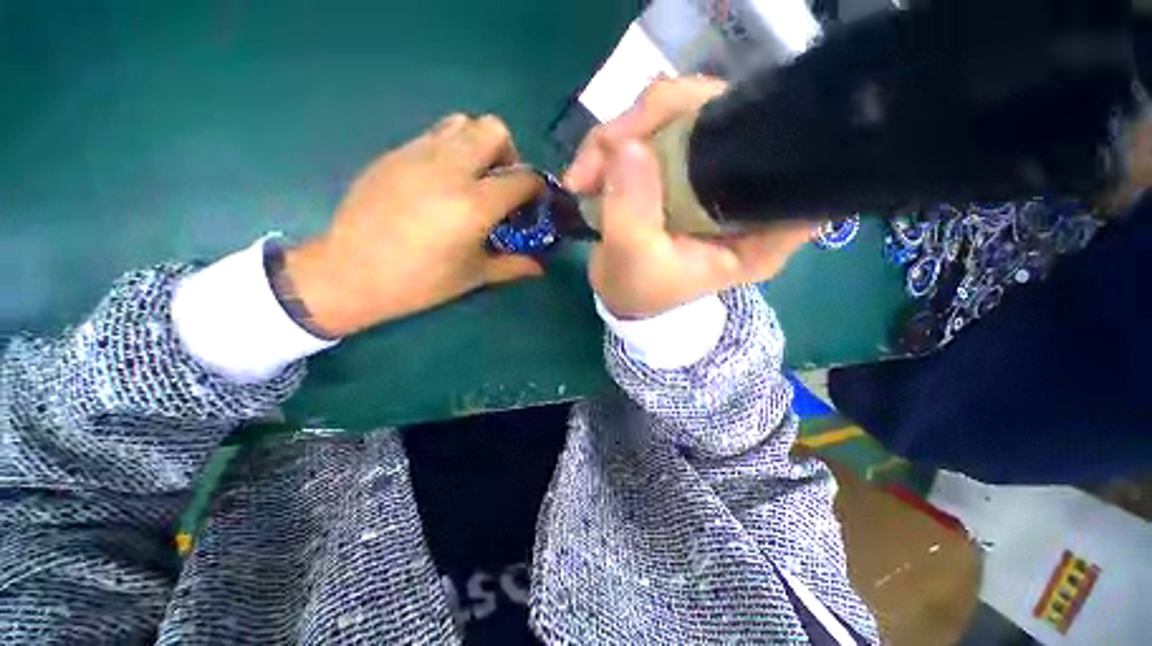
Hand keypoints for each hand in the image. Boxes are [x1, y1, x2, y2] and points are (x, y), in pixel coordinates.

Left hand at [284, 114, 544, 336]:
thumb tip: (541, 267)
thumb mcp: (473, 276)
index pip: (522, 178)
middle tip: (501, 184)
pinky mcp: (394, 153)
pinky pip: (433, 134)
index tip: (534, 202)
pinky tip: (441, 181)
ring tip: (472, 177)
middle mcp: (450, 169)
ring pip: (462, 122)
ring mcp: (418, 155)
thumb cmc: (419, 282)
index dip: (536, 188)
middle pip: (494, 129)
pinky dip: (450, 148)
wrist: (350, 272)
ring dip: (478, 144)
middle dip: (509, 154)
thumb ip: (513, 266)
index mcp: (474, 204)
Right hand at [564, 77, 812, 319]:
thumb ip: (632, 211)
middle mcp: (744, 188)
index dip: (755, 127)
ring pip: (680, 110)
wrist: (619, 293)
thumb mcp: (635, 261)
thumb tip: (626, 145)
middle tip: (606, 150)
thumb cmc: (638, 289)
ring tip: (586, 172)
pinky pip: (653, 124)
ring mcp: (710, 167)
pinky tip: (591, 168)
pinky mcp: (680, 160)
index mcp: (758, 227)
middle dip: (655, 121)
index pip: (793, 159)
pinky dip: (615, 141)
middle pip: (723, 113)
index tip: (697, 134)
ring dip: (623, 133)